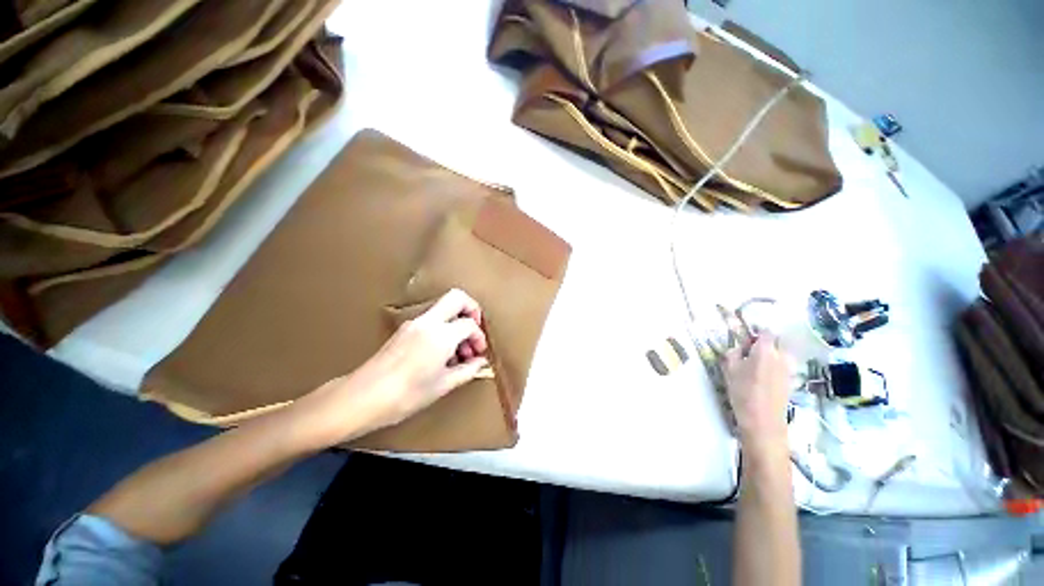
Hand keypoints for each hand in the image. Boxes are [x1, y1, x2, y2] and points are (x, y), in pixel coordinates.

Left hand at [300, 289, 488, 445]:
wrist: (361, 398)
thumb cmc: (405, 395)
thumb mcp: (443, 385)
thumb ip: (468, 370)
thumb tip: (480, 363)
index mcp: (441, 335)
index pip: (469, 324)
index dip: (479, 337)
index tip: (479, 353)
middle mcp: (428, 322)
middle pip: (457, 297)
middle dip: (472, 309)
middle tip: (474, 331)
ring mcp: (414, 323)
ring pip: (444, 308)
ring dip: (457, 322)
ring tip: (457, 352)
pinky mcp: (404, 329)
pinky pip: (432, 319)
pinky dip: (443, 329)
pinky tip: (441, 354)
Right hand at [723, 333, 791, 450]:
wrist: (763, 421)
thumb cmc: (743, 392)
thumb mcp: (729, 370)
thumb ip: (733, 353)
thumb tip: (738, 347)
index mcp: (765, 350)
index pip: (766, 332)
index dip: (755, 334)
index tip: (745, 341)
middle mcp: (781, 356)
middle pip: (776, 342)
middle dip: (763, 345)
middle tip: (748, 354)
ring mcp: (789, 369)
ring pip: (781, 355)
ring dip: (770, 356)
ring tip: (755, 367)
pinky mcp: (791, 381)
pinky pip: (783, 366)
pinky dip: (774, 367)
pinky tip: (762, 379)